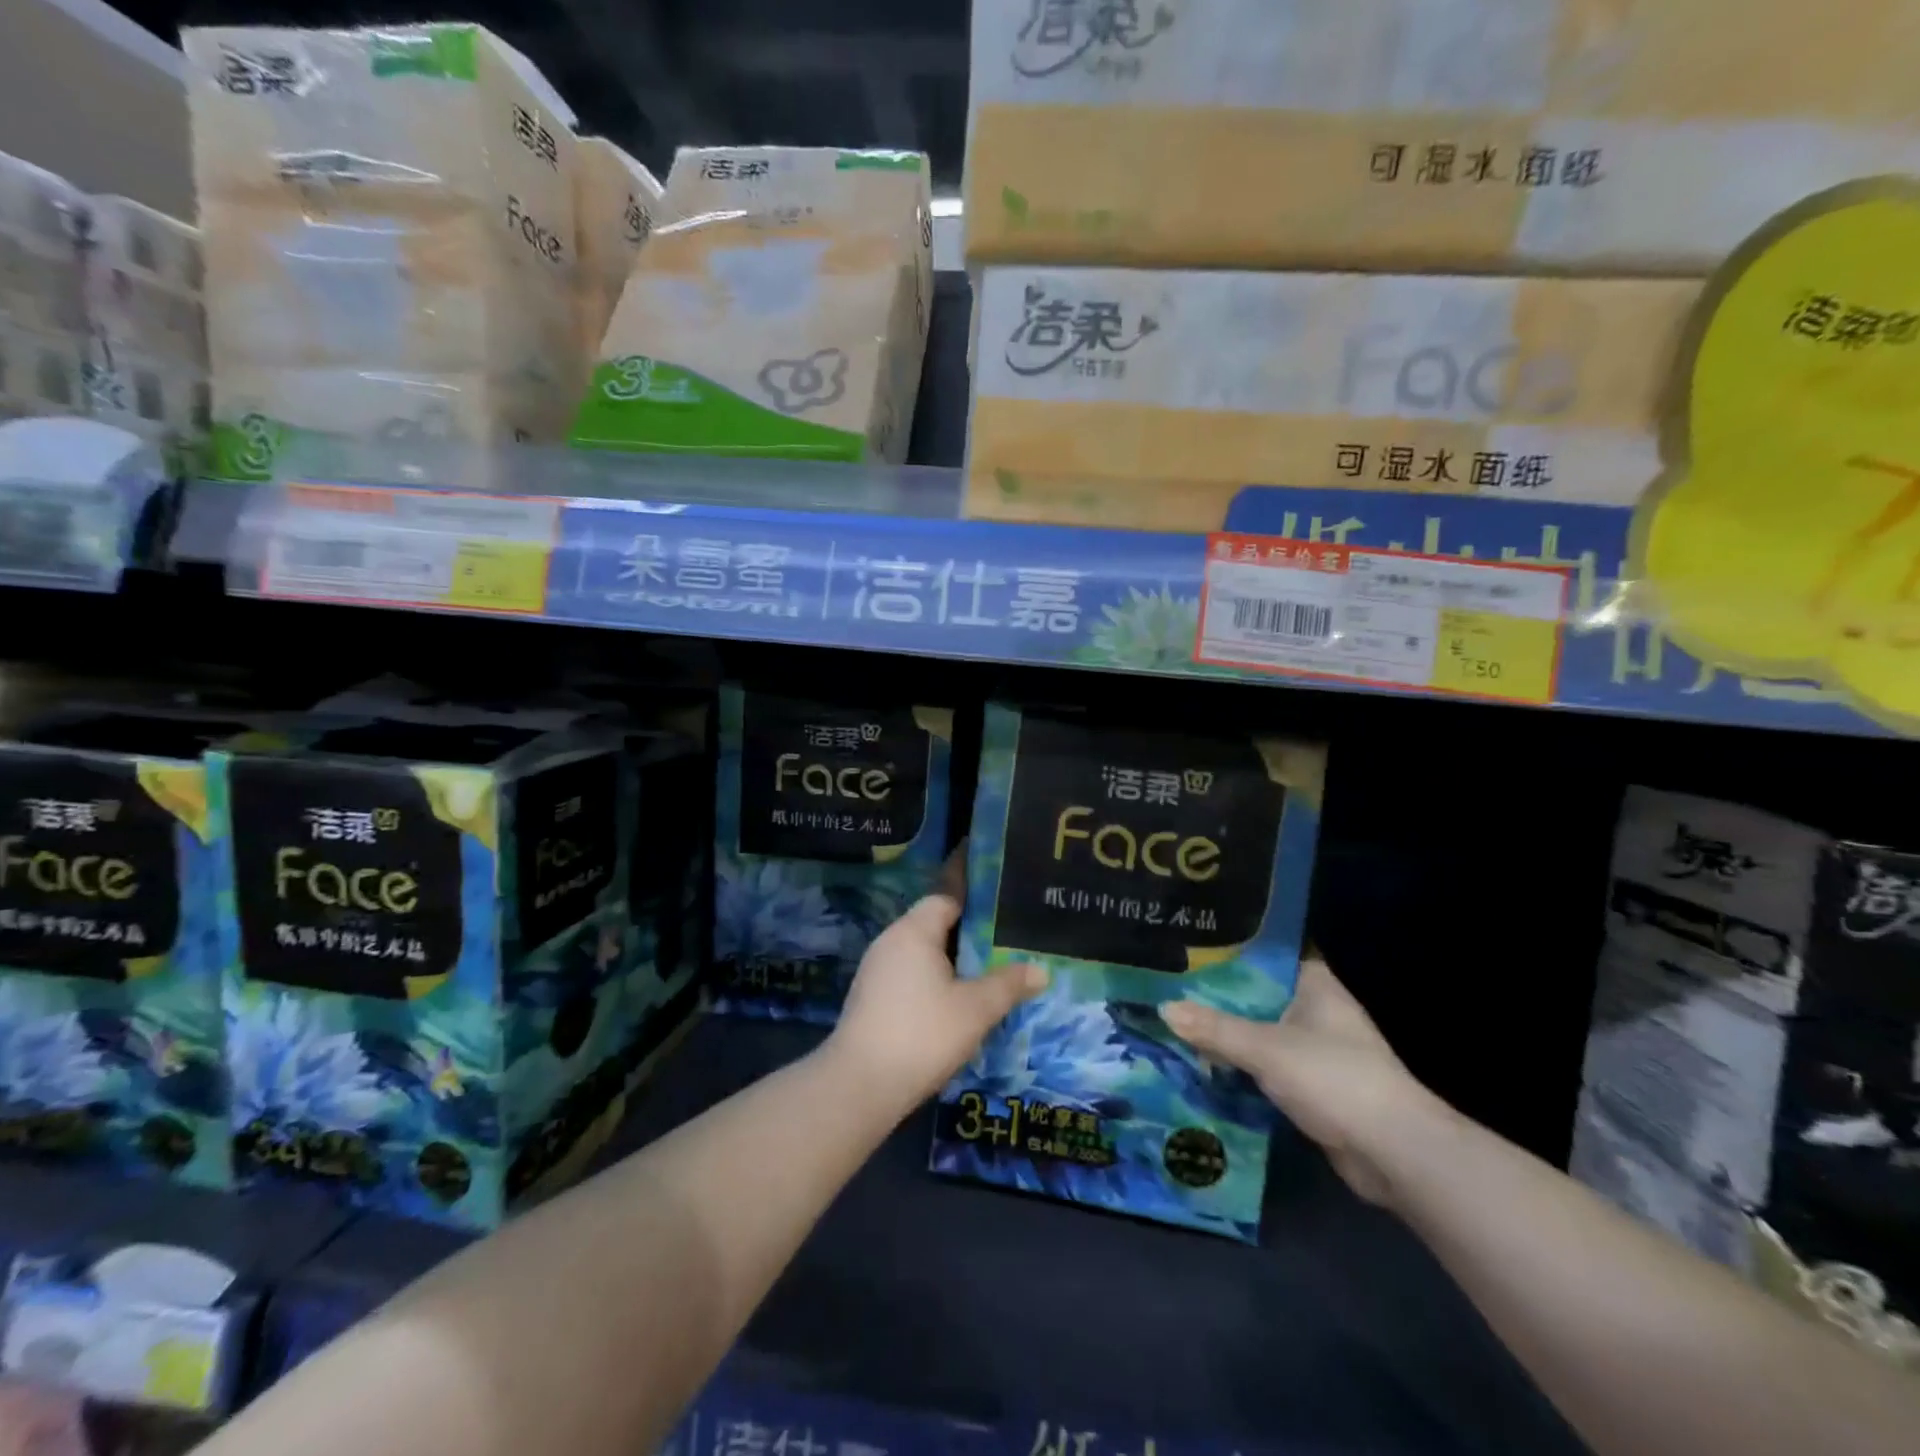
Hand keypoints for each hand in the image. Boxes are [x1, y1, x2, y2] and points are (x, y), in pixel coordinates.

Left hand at [829, 847, 1045, 1108]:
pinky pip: (909, 976)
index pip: (946, 898)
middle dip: (968, 937)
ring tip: (986, 977)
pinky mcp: (870, 998)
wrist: (860, 1086)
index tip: (1005, 912)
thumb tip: (1041, 971)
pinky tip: (954, 1005)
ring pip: (922, 955)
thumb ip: (1009, 985)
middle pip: (934, 926)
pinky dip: (932, 983)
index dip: (976, 903)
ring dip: (951, 964)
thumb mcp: (976, 1009)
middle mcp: (890, 941)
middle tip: (1005, 947)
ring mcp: (876, 971)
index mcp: (913, 931)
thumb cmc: (922, 1034)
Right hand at [1160, 957, 1435, 1207]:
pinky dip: (1238, 1067)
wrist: (1394, 1154)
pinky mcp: (1311, 1086)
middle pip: (1256, 996)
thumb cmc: (1334, 1078)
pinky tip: (1201, 1064)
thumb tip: (1163, 1008)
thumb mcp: (1265, 1048)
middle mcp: (1315, 1010)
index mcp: (1314, 984)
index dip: (1226, 952)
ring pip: (1258, 1032)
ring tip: (1173, 1022)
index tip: (1185, 949)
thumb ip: (1214, 1028)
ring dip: (1224, 1035)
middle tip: (1166, 987)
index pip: (1264, 956)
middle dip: (1216, 997)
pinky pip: (1264, 1067)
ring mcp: (1315, 1050)